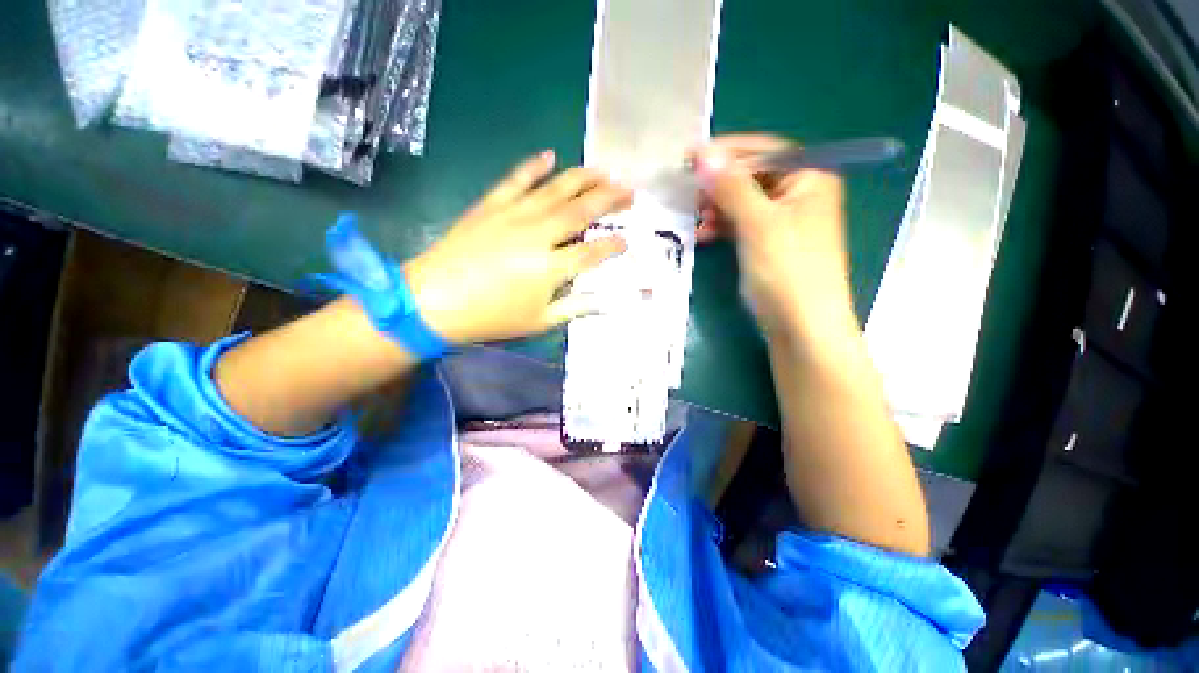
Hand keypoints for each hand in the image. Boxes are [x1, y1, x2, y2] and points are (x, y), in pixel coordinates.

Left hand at [404, 151, 631, 343]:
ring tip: (605, 170)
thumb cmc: (491, 317)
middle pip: (581, 211)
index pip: (593, 251)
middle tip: (630, 190)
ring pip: (556, 189)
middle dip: (610, 199)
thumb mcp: (539, 321)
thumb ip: (576, 308)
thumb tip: (608, 303)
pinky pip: (516, 179)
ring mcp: (513, 215)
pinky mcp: (491, 205)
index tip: (628, 240)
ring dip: (583, 177)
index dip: (613, 245)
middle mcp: (538, 235)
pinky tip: (550, 155)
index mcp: (550, 268)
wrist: (433, 300)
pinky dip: (534, 166)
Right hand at [692, 134, 851, 335]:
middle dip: (719, 184)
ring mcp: (784, 222)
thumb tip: (703, 155)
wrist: (801, 327)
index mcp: (810, 178)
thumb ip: (731, 187)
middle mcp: (799, 194)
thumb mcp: (758, 224)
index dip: (727, 151)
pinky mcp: (769, 245)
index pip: (764, 150)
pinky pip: (742, 225)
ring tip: (695, 218)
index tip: (691, 157)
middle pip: (752, 176)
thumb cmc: (787, 270)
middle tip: (689, 192)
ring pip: (743, 203)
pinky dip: (723, 227)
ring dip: (718, 208)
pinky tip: (704, 235)